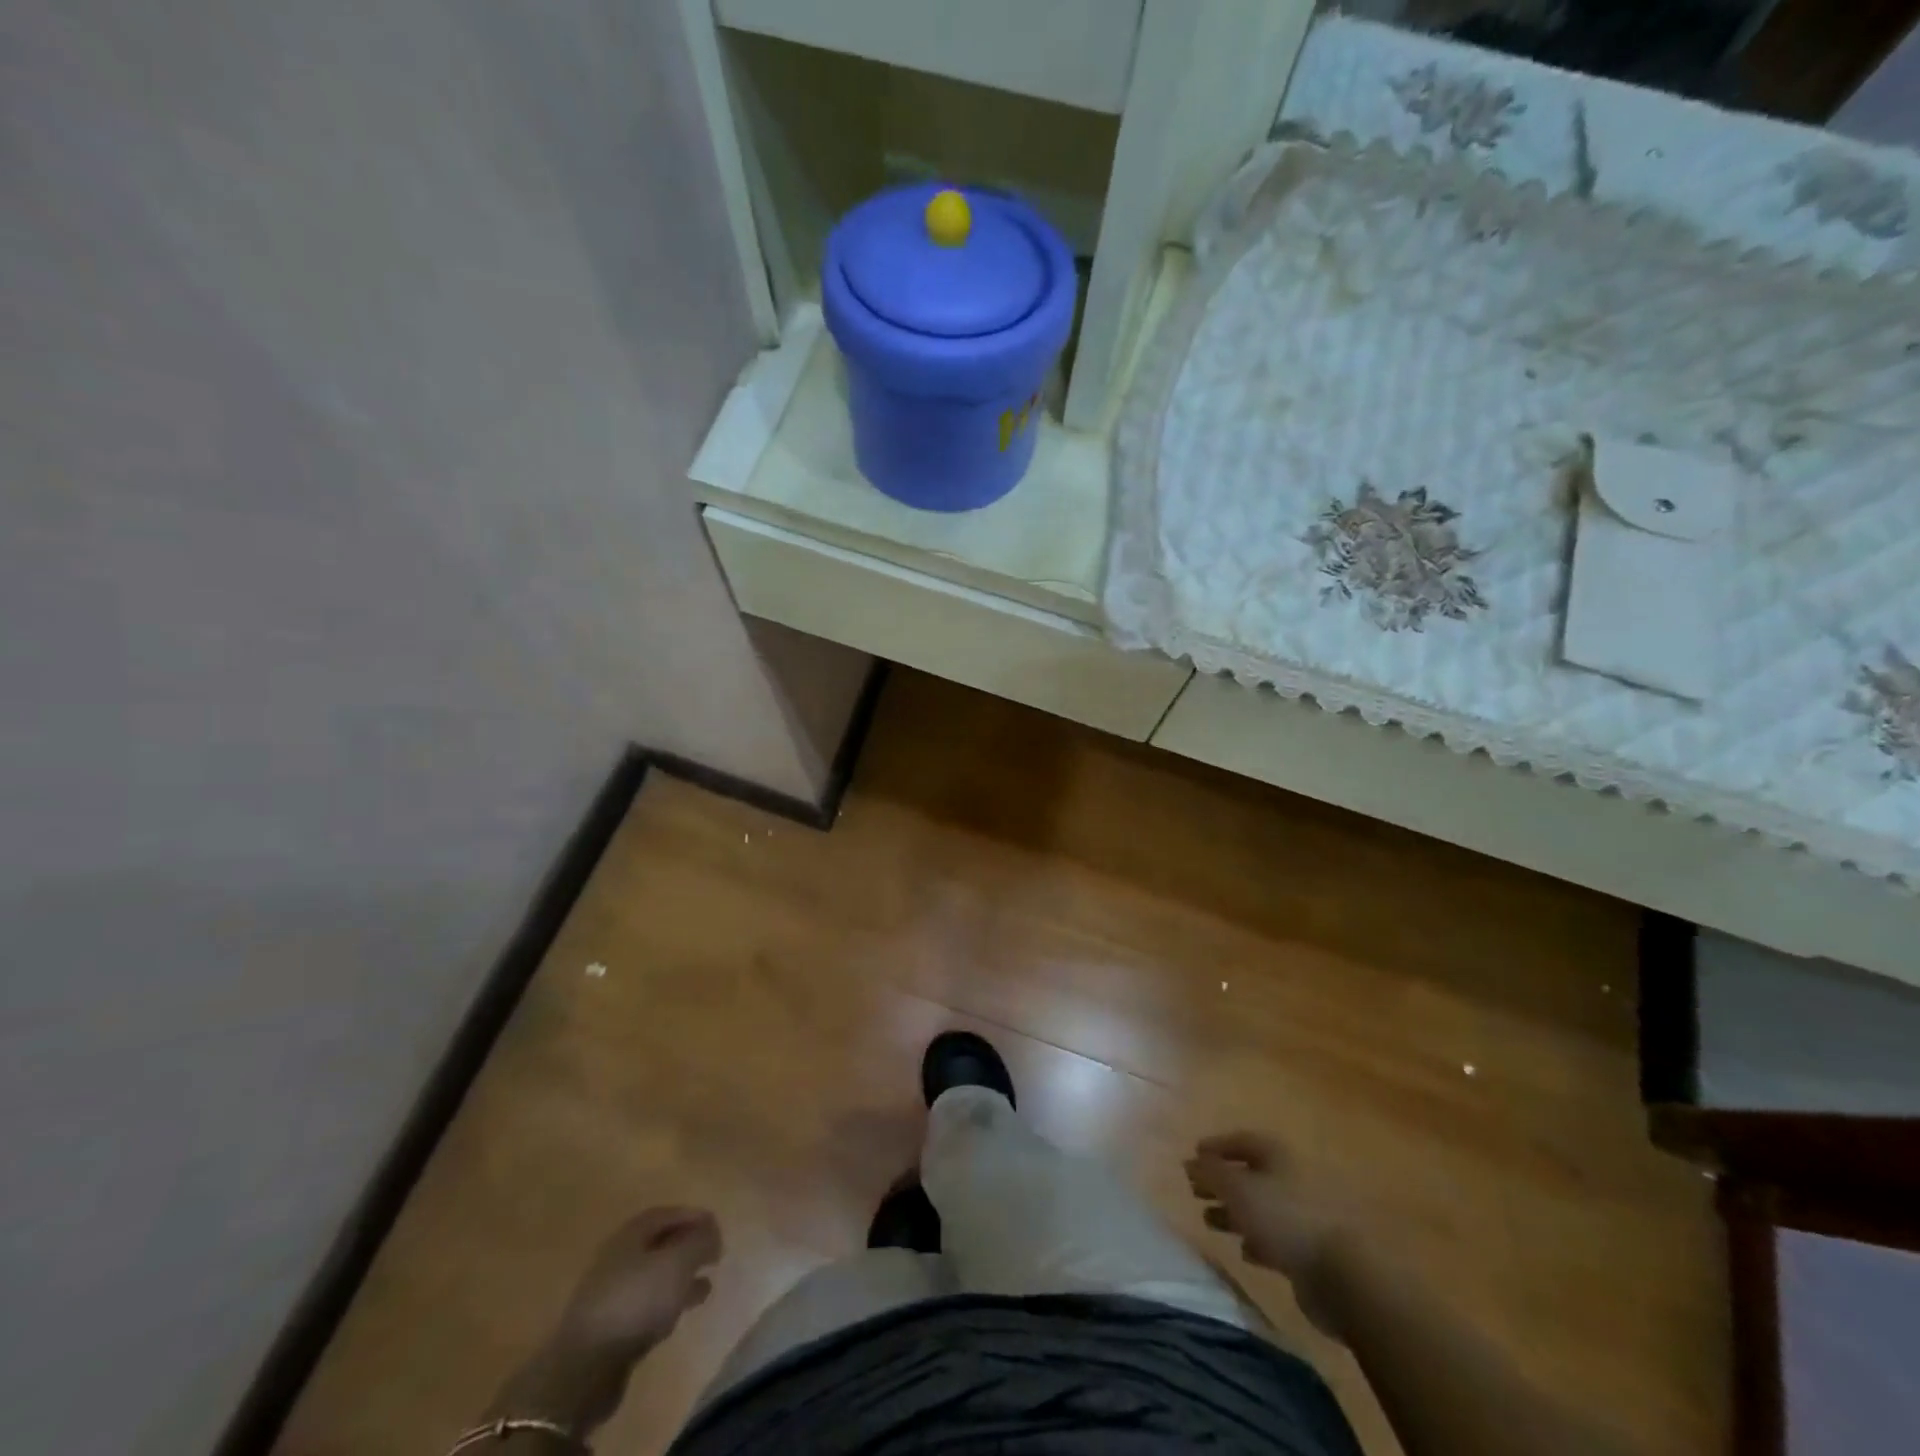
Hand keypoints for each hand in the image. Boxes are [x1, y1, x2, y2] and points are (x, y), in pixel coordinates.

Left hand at [553, 1206, 723, 1361]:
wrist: (585, 1368)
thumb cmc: (636, 1301)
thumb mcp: (678, 1263)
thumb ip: (700, 1241)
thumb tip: (711, 1232)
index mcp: (631, 1234)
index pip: (667, 1214)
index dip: (694, 1217)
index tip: (717, 1228)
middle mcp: (619, 1257)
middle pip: (660, 1243)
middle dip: (688, 1247)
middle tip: (714, 1255)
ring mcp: (612, 1294)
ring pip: (655, 1276)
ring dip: (681, 1277)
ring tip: (707, 1285)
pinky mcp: (611, 1327)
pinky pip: (646, 1304)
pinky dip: (667, 1302)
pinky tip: (681, 1312)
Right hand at [1185, 1132, 1350, 1336]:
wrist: (1341, 1275)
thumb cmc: (1284, 1218)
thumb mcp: (1237, 1190)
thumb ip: (1210, 1173)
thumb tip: (1189, 1161)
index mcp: (1278, 1155)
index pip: (1241, 1141)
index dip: (1216, 1147)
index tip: (1193, 1158)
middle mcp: (1292, 1178)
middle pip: (1250, 1174)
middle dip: (1222, 1182)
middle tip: (1196, 1193)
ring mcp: (1304, 1214)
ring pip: (1261, 1207)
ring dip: (1235, 1213)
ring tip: (1210, 1222)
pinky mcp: (1311, 1248)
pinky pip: (1276, 1237)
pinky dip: (1256, 1239)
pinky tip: (1244, 1250)